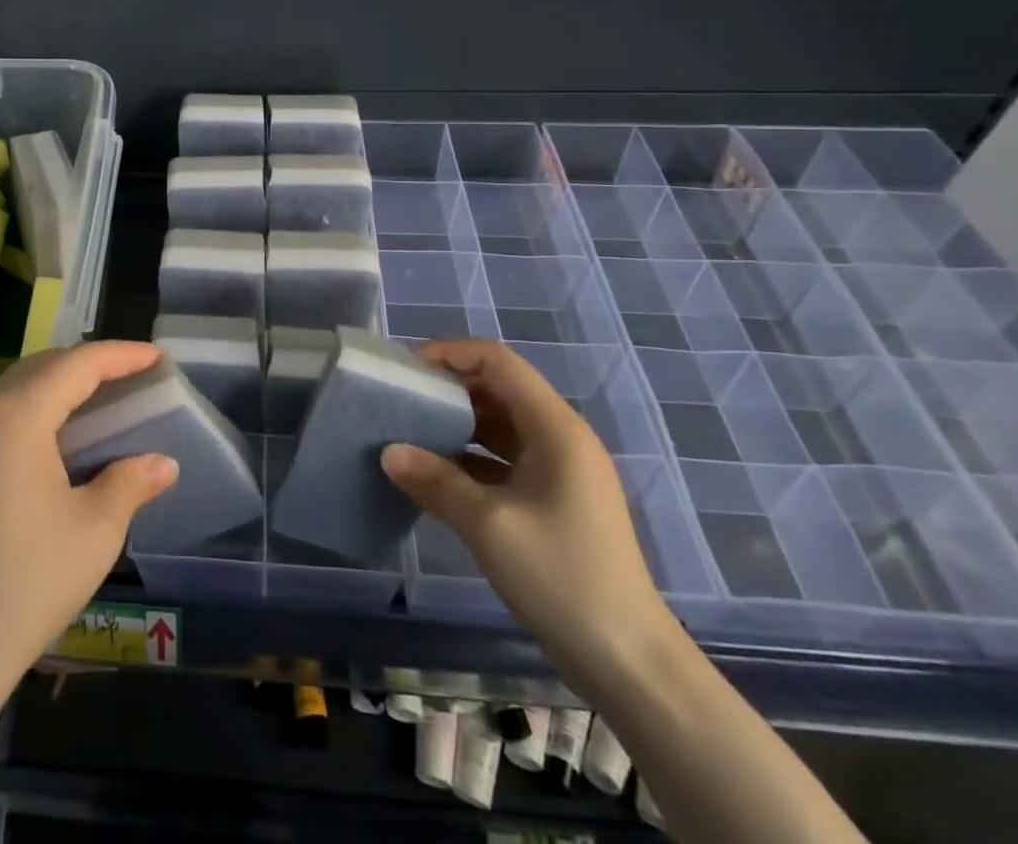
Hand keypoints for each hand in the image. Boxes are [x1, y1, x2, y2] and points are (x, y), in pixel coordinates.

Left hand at [0, 342, 177, 686]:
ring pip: (15, 387)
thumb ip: (131, 482)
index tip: (157, 357)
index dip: (122, 355)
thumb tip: (163, 463)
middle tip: (132, 376)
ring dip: (58, 385)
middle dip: (90, 365)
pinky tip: (51, 438)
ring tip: (97, 400)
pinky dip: (31, 409)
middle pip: (43, 367)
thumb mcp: (95, 530)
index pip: (78, 364)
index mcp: (16, 415)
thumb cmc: (27, 583)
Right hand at [380, 339, 674, 691]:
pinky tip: (437, 475)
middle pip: (499, 388)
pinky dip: (471, 458)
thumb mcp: (488, 525)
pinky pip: (506, 459)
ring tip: (411, 434)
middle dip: (450, 389)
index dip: (451, 354)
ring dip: (458, 425)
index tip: (408, 372)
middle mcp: (561, 437)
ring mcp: (561, 471)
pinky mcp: (555, 500)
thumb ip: (435, 481)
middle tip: (403, 402)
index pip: (498, 361)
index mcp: (555, 428)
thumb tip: (388, 453)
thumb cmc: (561, 578)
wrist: (629, 663)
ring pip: (501, 425)